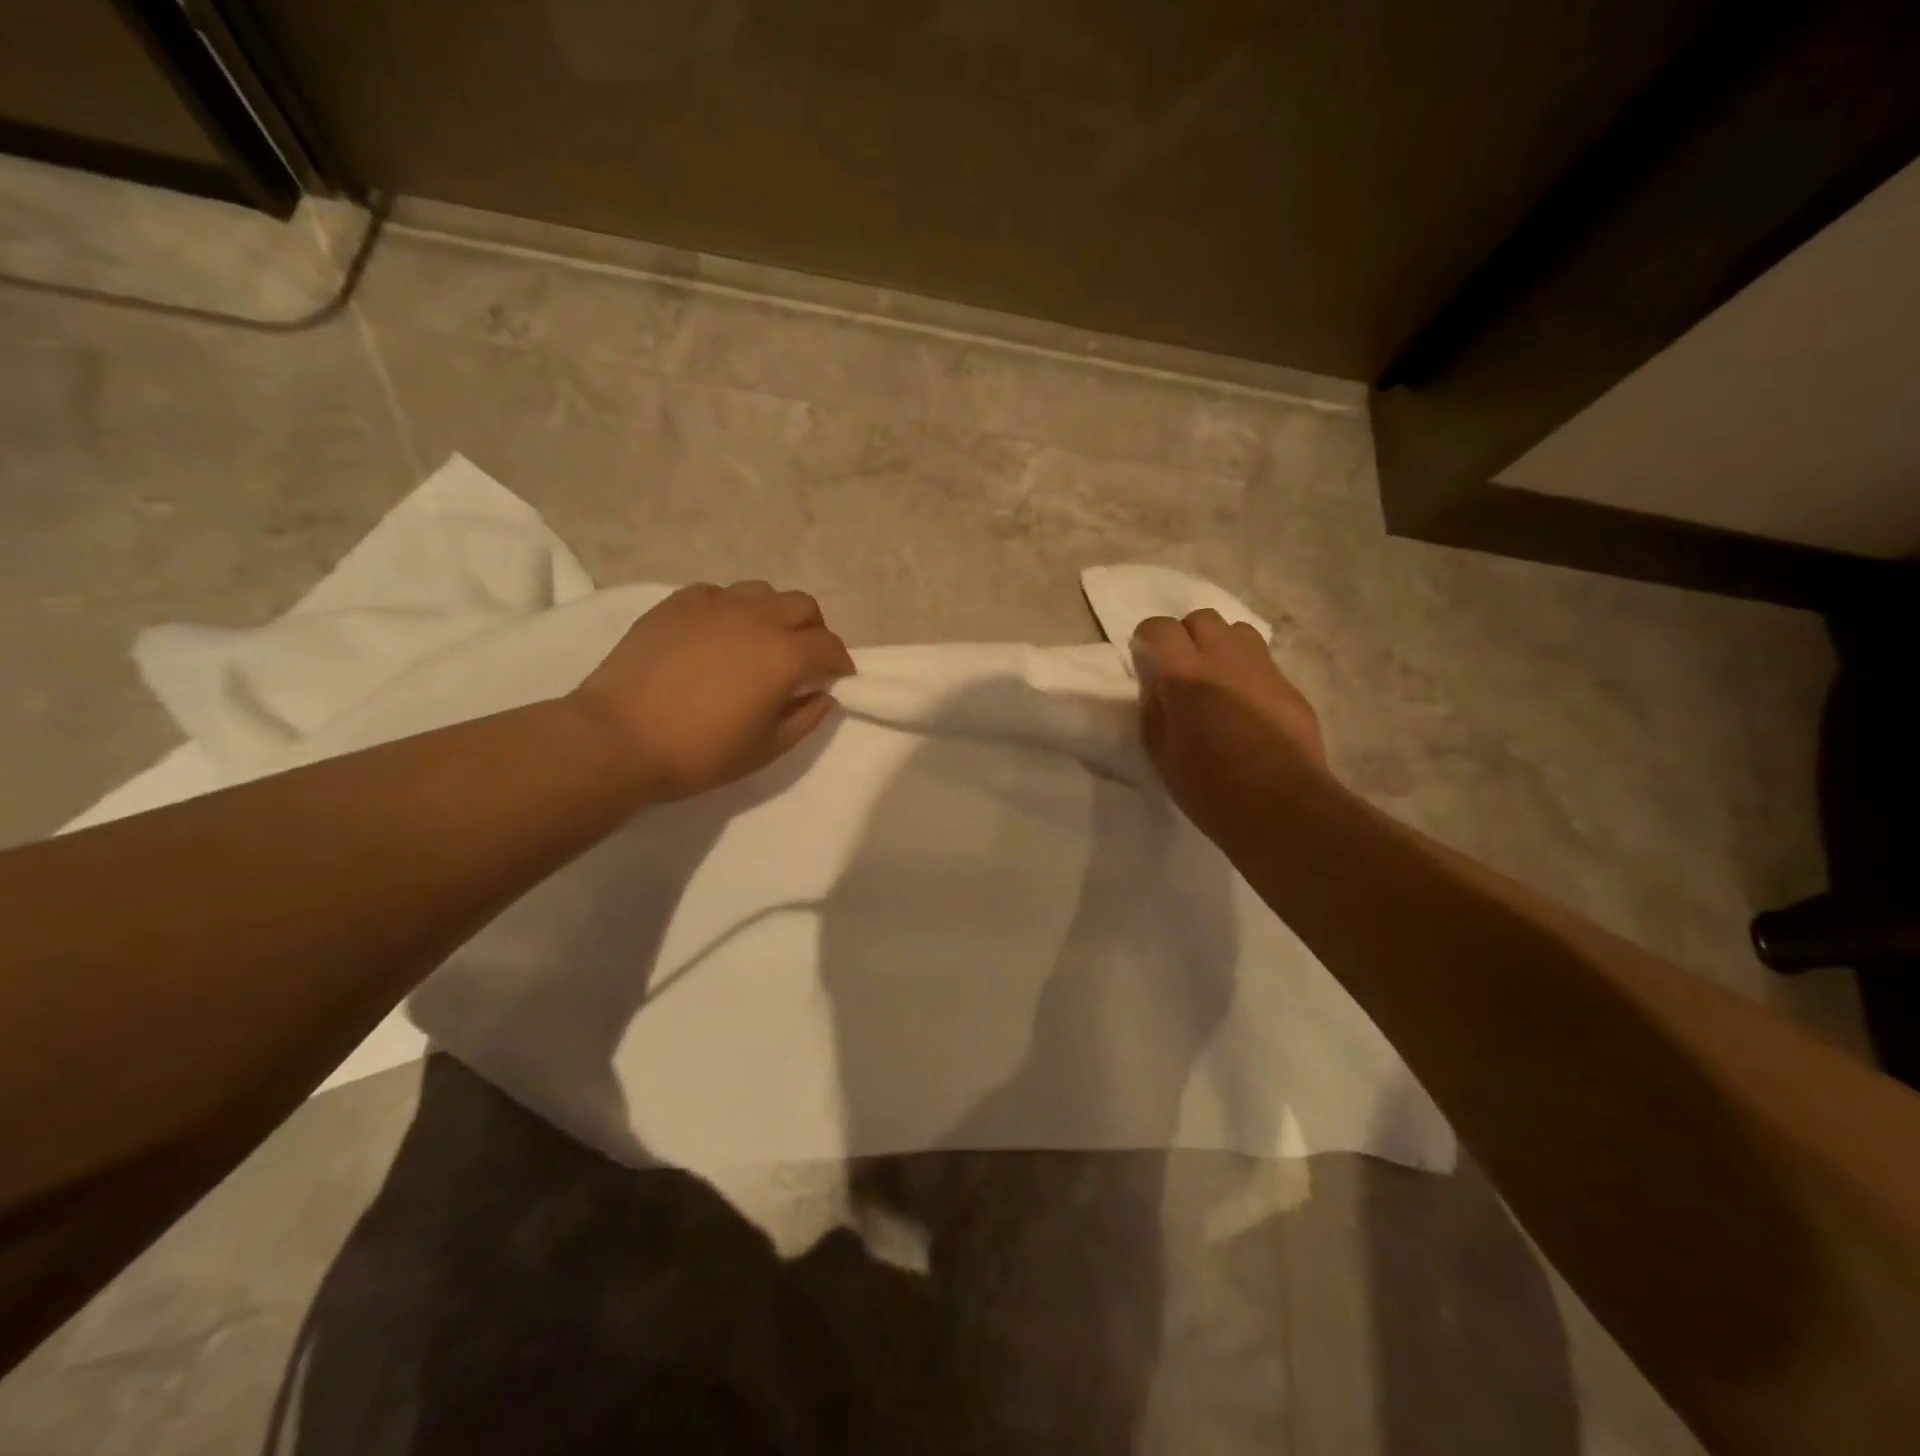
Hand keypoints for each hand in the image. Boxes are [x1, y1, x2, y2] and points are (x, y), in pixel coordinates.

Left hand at [571, 581, 854, 801]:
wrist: (618, 739)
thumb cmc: (700, 753)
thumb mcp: (766, 749)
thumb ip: (806, 719)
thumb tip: (824, 695)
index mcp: (784, 655)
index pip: (829, 645)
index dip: (840, 661)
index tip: (837, 677)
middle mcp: (756, 619)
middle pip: (802, 605)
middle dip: (813, 629)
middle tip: (804, 657)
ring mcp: (713, 606)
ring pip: (761, 591)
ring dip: (773, 613)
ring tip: (761, 640)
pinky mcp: (676, 605)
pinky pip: (717, 593)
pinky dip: (730, 608)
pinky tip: (718, 632)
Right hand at [1132, 609, 1332, 847]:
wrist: (1280, 806)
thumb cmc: (1209, 787)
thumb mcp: (1161, 753)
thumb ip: (1155, 709)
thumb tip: (1157, 685)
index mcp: (1185, 675)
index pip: (1159, 628)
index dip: (1147, 640)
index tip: (1146, 662)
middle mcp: (1225, 659)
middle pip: (1202, 618)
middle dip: (1186, 636)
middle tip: (1181, 670)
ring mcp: (1263, 669)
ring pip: (1237, 630)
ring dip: (1220, 645)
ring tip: (1215, 678)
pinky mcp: (1289, 686)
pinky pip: (1262, 661)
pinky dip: (1246, 671)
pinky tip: (1245, 705)